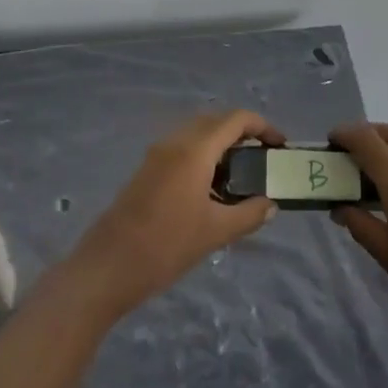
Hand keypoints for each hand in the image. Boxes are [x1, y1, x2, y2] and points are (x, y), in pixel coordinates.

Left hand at [70, 110, 283, 318]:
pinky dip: (203, 154)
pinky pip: (182, 147)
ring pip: (197, 133)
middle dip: (243, 133)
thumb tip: (271, 204)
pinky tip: (211, 187)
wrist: (108, 267)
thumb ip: (248, 214)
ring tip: (241, 173)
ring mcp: (157, 154)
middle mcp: (175, 142)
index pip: (235, 119)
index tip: (280, 145)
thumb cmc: (166, 246)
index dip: (262, 126)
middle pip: (215, 121)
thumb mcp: (215, 232)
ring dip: (221, 143)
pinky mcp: (147, 169)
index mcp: (194, 150)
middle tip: (263, 157)